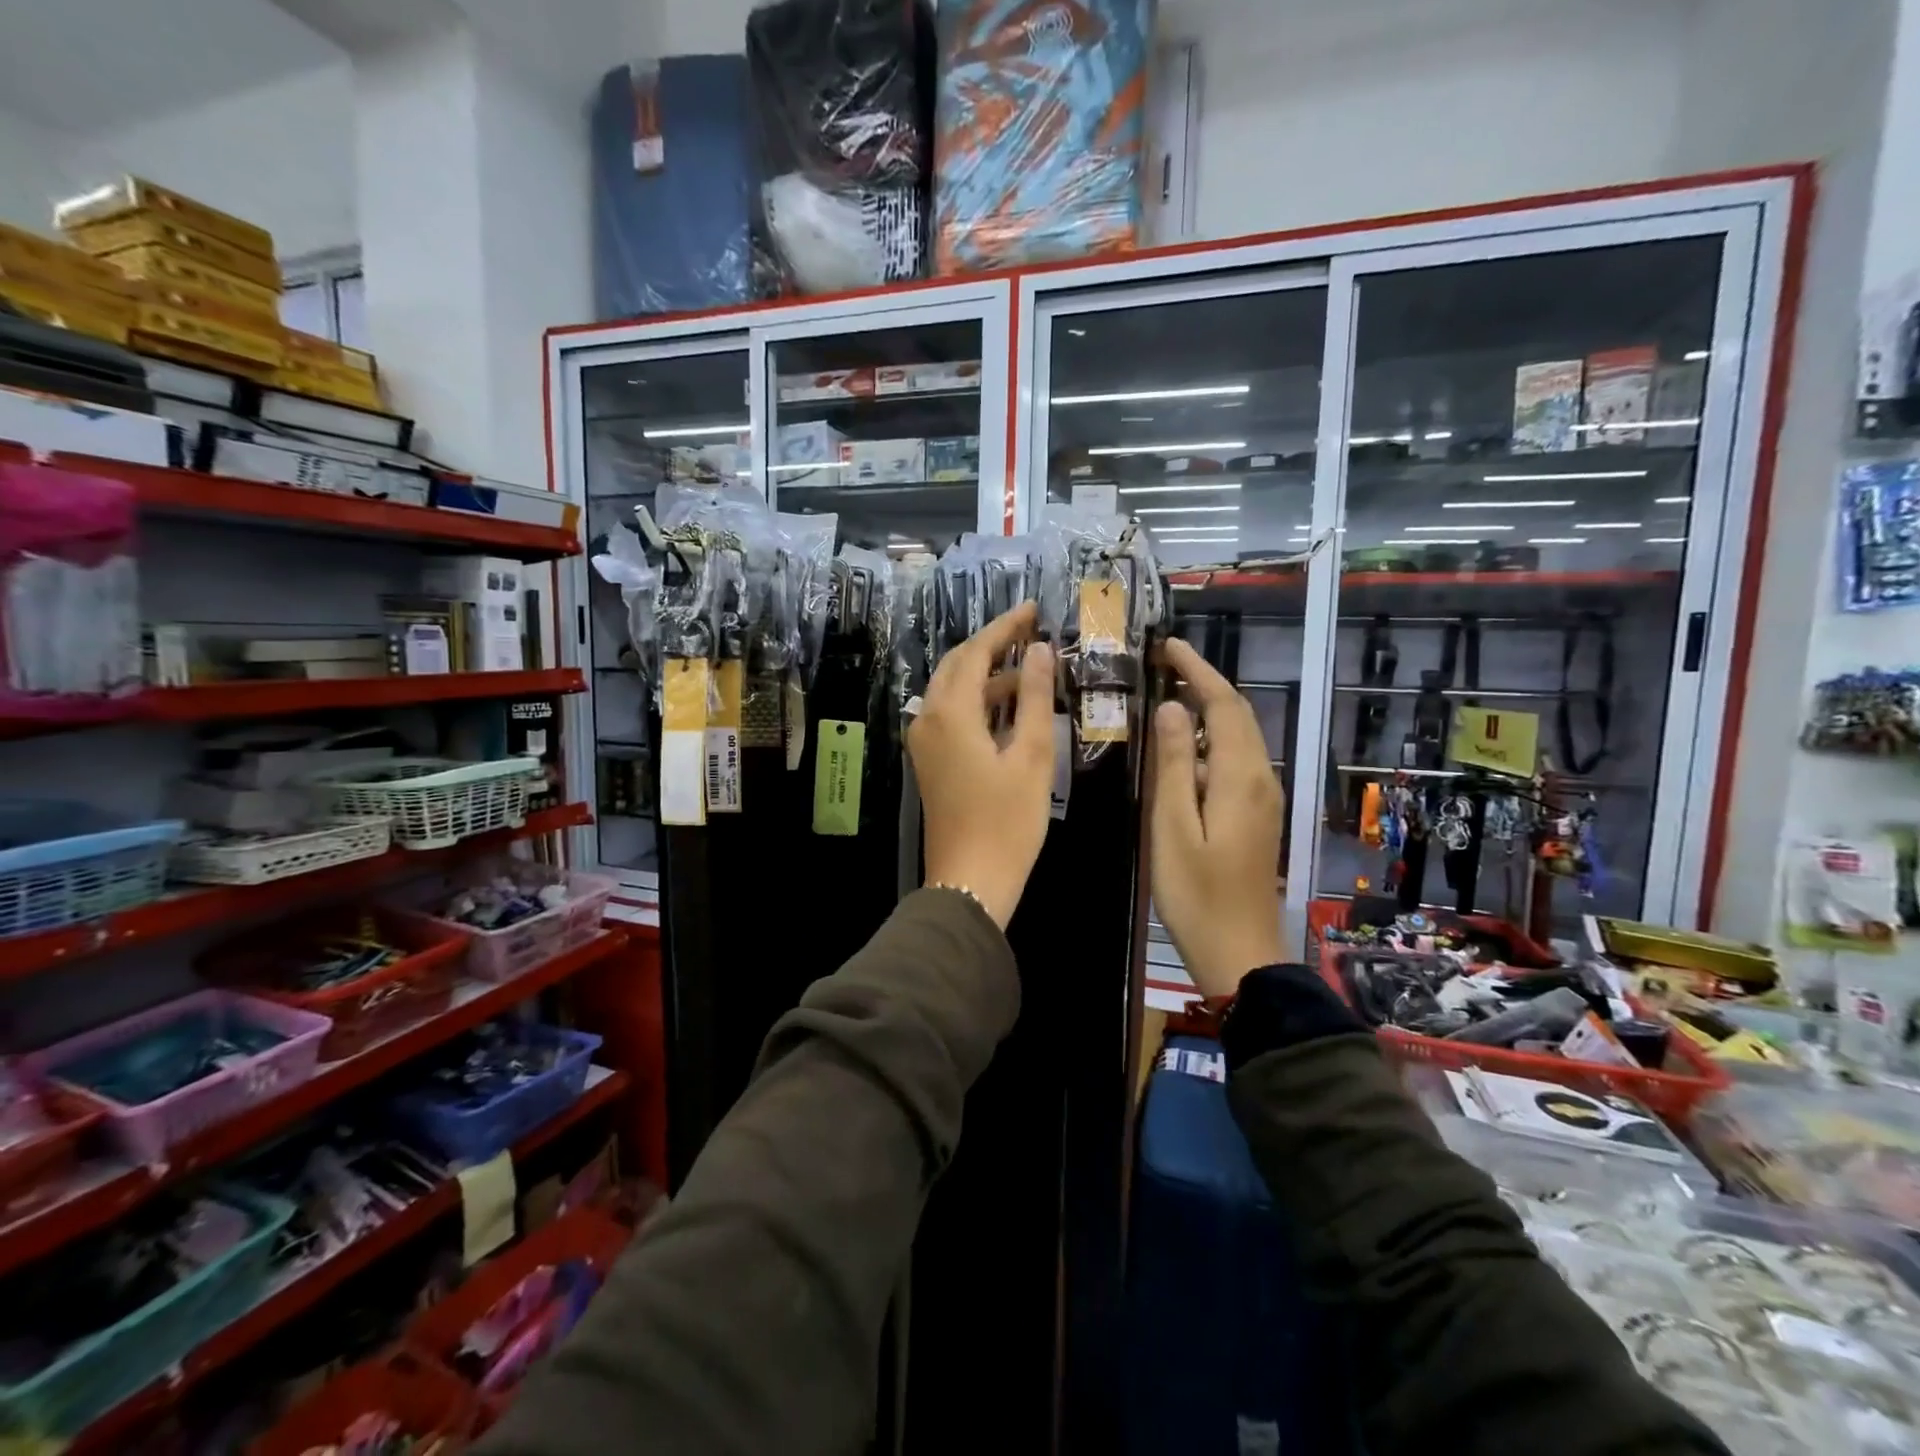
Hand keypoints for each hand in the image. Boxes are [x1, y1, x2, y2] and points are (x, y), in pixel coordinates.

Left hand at [909, 602, 1055, 928]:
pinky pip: (952, 714)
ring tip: (1031, 668)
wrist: (970, 881)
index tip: (1033, 609)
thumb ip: (1033, 697)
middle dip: (992, 645)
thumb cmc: (1006, 821)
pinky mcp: (930, 760)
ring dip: (987, 675)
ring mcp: (924, 741)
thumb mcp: (1030, 755)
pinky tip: (1010, 706)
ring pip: (953, 690)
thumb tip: (1041, 650)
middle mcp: (928, 718)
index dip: (1004, 628)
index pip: (975, 653)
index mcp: (950, 712)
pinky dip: (979, 702)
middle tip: (1031, 632)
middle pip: (958, 666)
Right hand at [1151, 638, 1285, 998]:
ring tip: (1166, 697)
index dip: (1197, 670)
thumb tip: (1170, 709)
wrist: (1240, 952)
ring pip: (1239, 737)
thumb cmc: (1196, 894)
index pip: (1223, 705)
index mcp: (1240, 777)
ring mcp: (1264, 797)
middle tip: (1163, 665)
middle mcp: (1262, 778)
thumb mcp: (1171, 828)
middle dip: (1204, 683)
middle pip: (1237, 715)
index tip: (1167, 647)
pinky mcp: (1258, 815)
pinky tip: (1182, 751)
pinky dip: (1211, 741)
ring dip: (1207, 711)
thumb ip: (1171, 766)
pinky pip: (1236, 761)